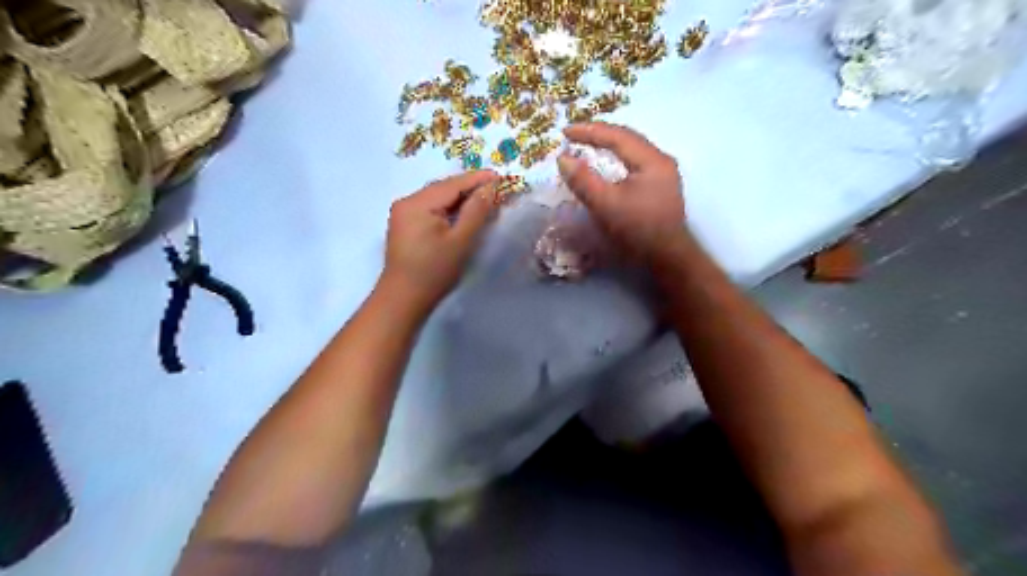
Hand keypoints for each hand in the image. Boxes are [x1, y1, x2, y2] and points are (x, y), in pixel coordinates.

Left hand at [381, 169, 501, 316]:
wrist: (403, 299)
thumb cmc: (434, 271)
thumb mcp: (460, 241)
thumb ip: (476, 211)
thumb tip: (489, 188)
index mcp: (417, 203)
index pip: (452, 184)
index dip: (477, 179)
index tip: (499, 175)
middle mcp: (406, 202)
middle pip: (443, 188)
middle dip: (469, 187)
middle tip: (495, 187)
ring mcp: (403, 213)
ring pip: (437, 198)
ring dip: (459, 198)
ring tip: (483, 198)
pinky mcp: (404, 225)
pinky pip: (430, 208)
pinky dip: (448, 208)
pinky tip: (462, 212)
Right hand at [559, 123, 684, 265]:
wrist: (668, 258)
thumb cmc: (638, 230)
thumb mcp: (606, 205)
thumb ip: (583, 180)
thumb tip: (563, 158)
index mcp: (651, 160)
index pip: (617, 136)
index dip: (589, 131)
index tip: (564, 131)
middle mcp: (661, 161)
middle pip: (627, 138)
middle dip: (599, 134)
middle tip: (574, 134)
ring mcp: (664, 174)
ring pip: (632, 150)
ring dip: (609, 145)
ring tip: (587, 145)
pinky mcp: (661, 188)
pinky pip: (635, 163)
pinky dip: (617, 159)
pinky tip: (607, 164)